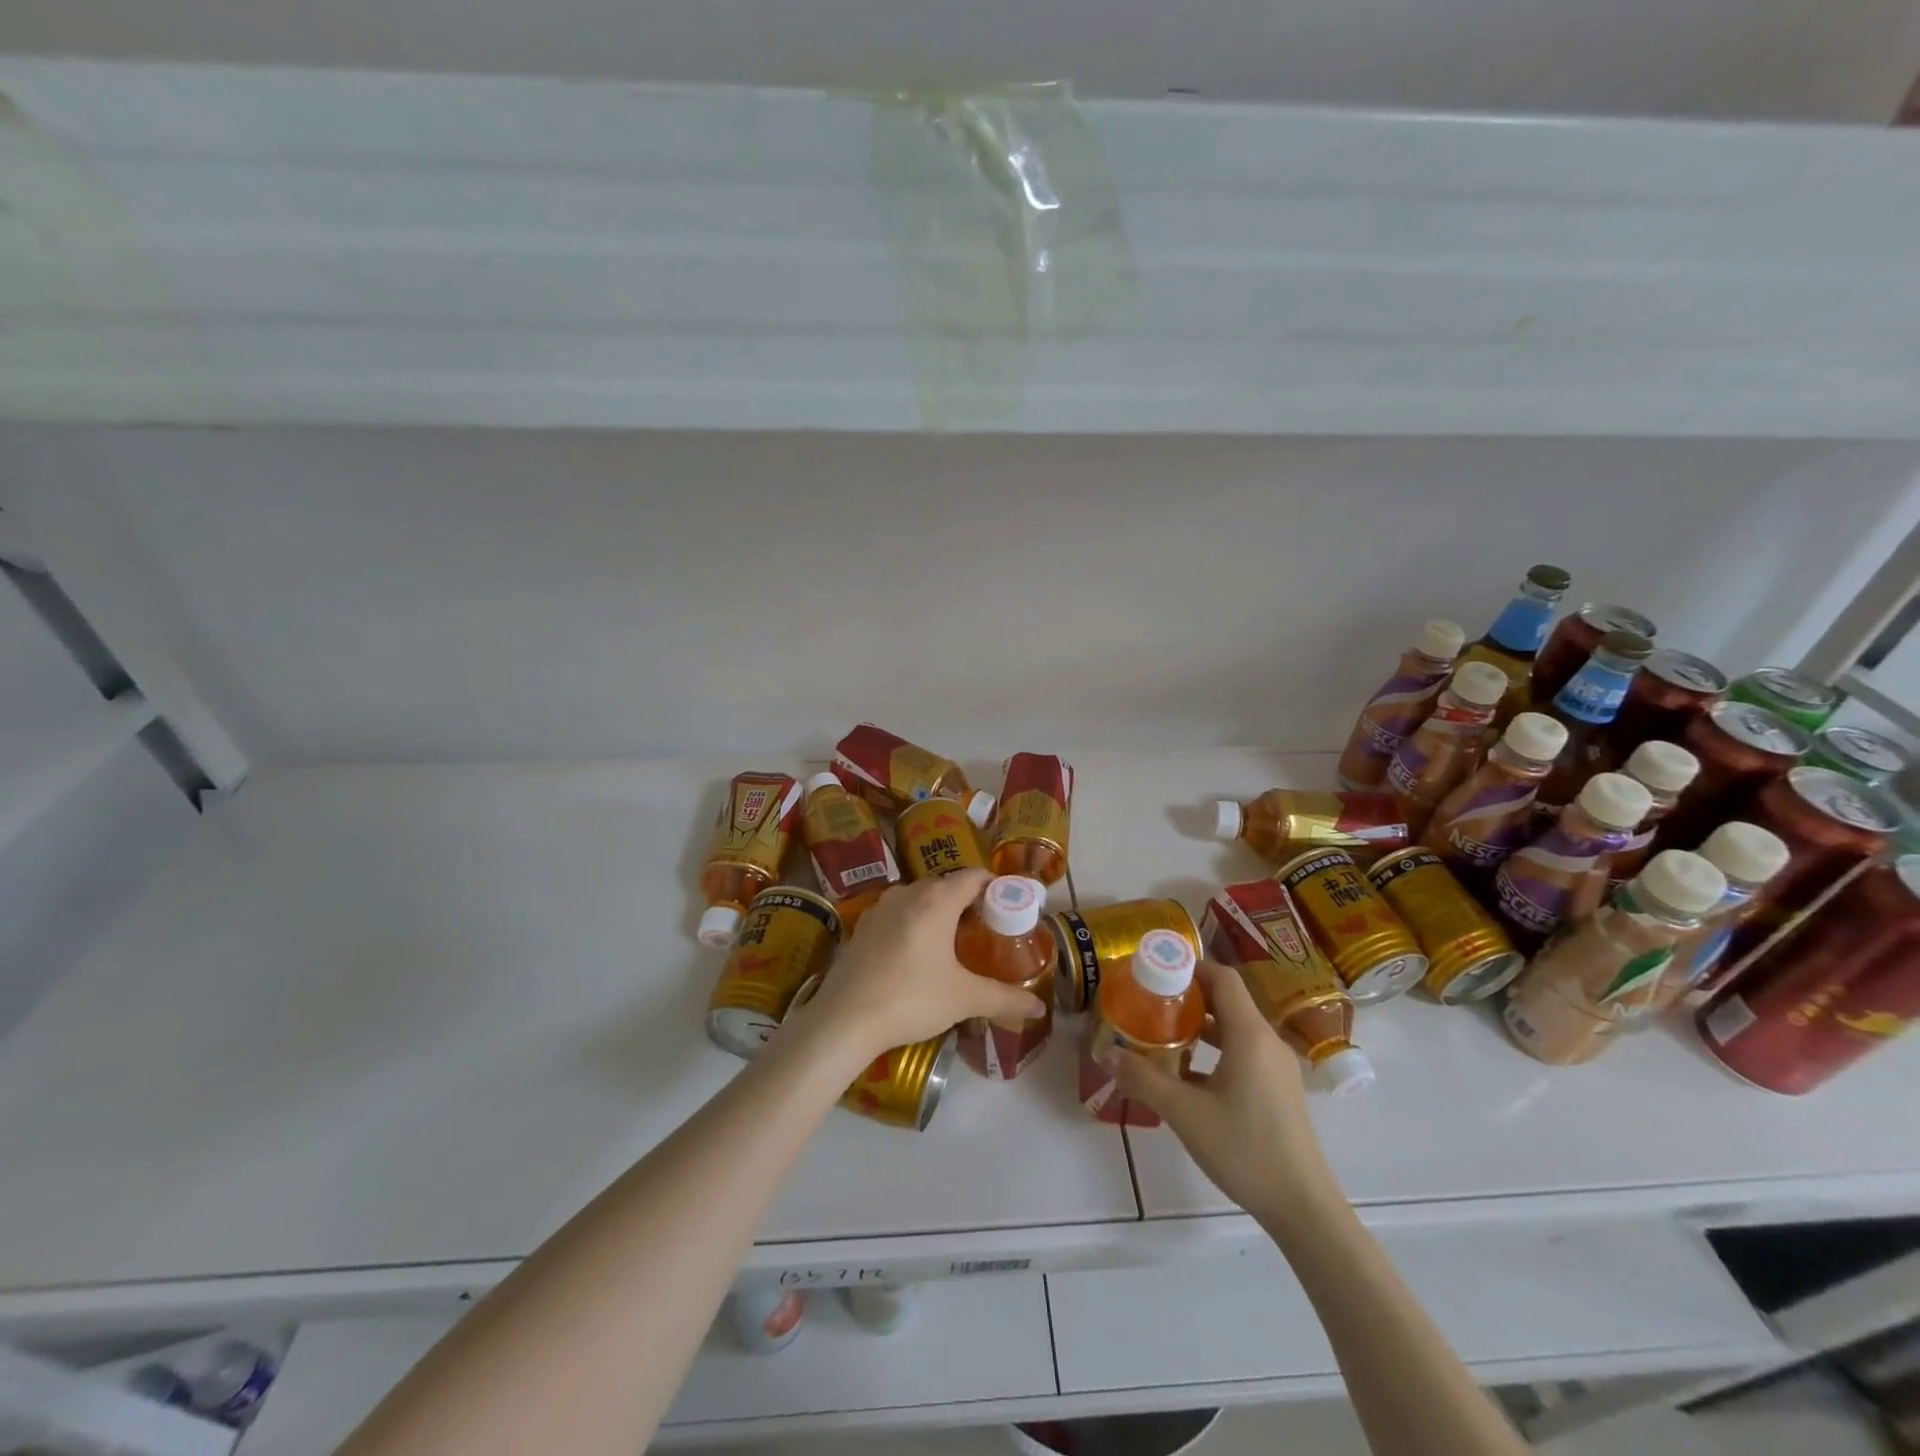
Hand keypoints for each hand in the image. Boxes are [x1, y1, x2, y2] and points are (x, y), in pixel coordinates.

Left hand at [793, 870, 1047, 1060]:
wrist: (844, 1019)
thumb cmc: (911, 998)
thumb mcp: (963, 999)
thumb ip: (1004, 999)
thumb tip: (1039, 1008)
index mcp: (936, 900)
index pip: (973, 876)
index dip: (995, 887)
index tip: (1009, 907)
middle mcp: (907, 893)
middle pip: (946, 885)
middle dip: (967, 901)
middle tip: (986, 929)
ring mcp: (880, 908)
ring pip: (918, 898)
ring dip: (937, 911)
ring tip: (952, 941)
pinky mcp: (862, 926)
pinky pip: (896, 913)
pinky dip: (912, 923)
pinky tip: (915, 954)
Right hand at [1113, 959, 1342, 1234]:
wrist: (1303, 1208)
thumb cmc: (1245, 1150)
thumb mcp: (1185, 1113)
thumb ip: (1145, 1079)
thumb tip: (1110, 1055)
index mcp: (1250, 1035)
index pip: (1223, 978)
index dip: (1190, 967)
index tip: (1155, 972)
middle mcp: (1267, 1042)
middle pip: (1227, 1000)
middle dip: (1188, 996)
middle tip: (1149, 1002)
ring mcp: (1276, 1068)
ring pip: (1234, 1029)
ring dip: (1200, 1025)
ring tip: (1161, 1033)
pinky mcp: (1278, 1090)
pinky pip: (1243, 1052)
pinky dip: (1214, 1050)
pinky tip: (1187, 1074)